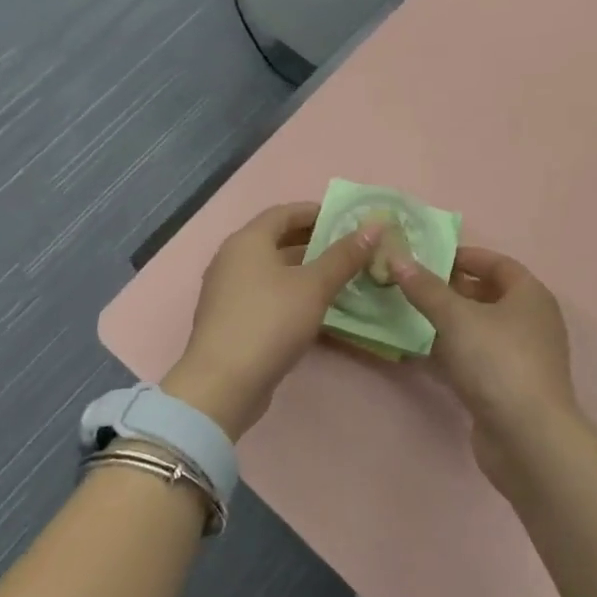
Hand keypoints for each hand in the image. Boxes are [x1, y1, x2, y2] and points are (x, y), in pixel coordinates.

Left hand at [165, 202, 381, 439]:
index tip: (346, 219)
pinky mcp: (230, 319)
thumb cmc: (270, 322)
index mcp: (248, 241)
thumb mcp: (314, 286)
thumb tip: (374, 227)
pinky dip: (289, 291)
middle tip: (348, 249)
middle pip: (277, 239)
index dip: (316, 212)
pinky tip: (313, 307)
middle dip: (313, 241)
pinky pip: (265, 293)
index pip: (284, 212)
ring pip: (271, 269)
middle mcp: (232, 258)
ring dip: (303, 269)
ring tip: (338, 276)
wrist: (222, 384)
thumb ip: (344, 256)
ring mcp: (227, 290)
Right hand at [391, 247, 577, 488]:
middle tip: (413, 285)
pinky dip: (454, 350)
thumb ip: (426, 288)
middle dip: (452, 288)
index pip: (497, 263)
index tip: (428, 257)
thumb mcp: (456, 318)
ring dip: (450, 321)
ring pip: (480, 328)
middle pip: (488, 294)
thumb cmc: (497, 362)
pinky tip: (423, 351)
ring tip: (411, 313)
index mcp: (530, 294)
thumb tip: (398, 258)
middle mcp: (532, 321)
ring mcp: (522, 356)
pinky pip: (477, 357)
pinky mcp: (508, 387)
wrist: (528, 439)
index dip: (464, 256)